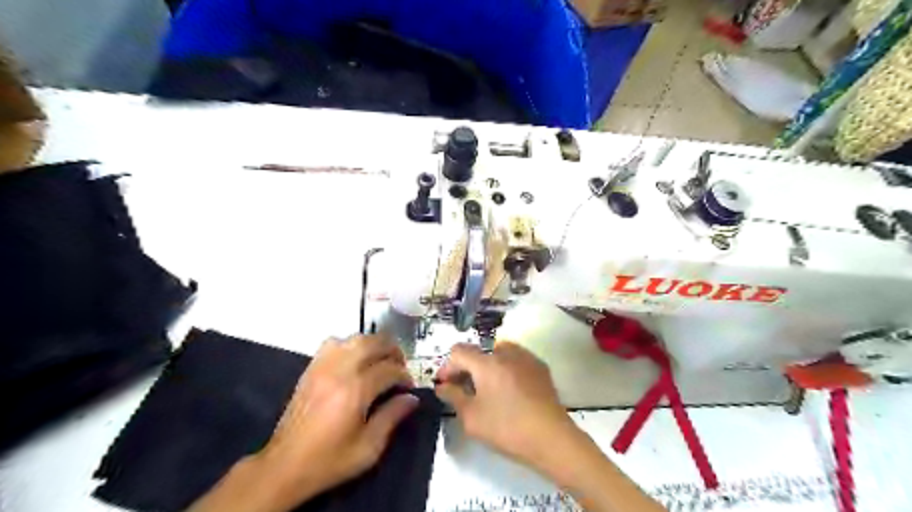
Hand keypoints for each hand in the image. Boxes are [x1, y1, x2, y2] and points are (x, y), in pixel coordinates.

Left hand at [254, 335, 416, 505]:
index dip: (404, 376)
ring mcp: (322, 367)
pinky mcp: (311, 369)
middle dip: (392, 351)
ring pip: (354, 339)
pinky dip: (349, 345)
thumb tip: (412, 398)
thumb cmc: (329, 460)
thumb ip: (392, 417)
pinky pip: (333, 343)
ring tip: (380, 358)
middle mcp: (340, 371)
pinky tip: (354, 359)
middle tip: (400, 365)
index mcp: (355, 391)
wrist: (285, 466)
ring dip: (373, 344)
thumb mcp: (368, 448)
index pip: (389, 370)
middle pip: (373, 343)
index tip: (408, 387)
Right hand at [431, 342, 570, 469]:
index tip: (445, 385)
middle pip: (479, 352)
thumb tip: (442, 386)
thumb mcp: (471, 417)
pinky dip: (506, 369)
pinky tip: (509, 390)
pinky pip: (515, 360)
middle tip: (464, 389)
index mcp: (487, 362)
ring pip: (498, 353)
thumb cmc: (507, 428)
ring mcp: (526, 357)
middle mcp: (506, 352)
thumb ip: (453, 396)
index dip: (447, 366)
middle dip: (467, 368)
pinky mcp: (540, 367)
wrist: (552, 438)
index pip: (458, 351)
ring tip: (487, 388)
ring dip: (487, 366)